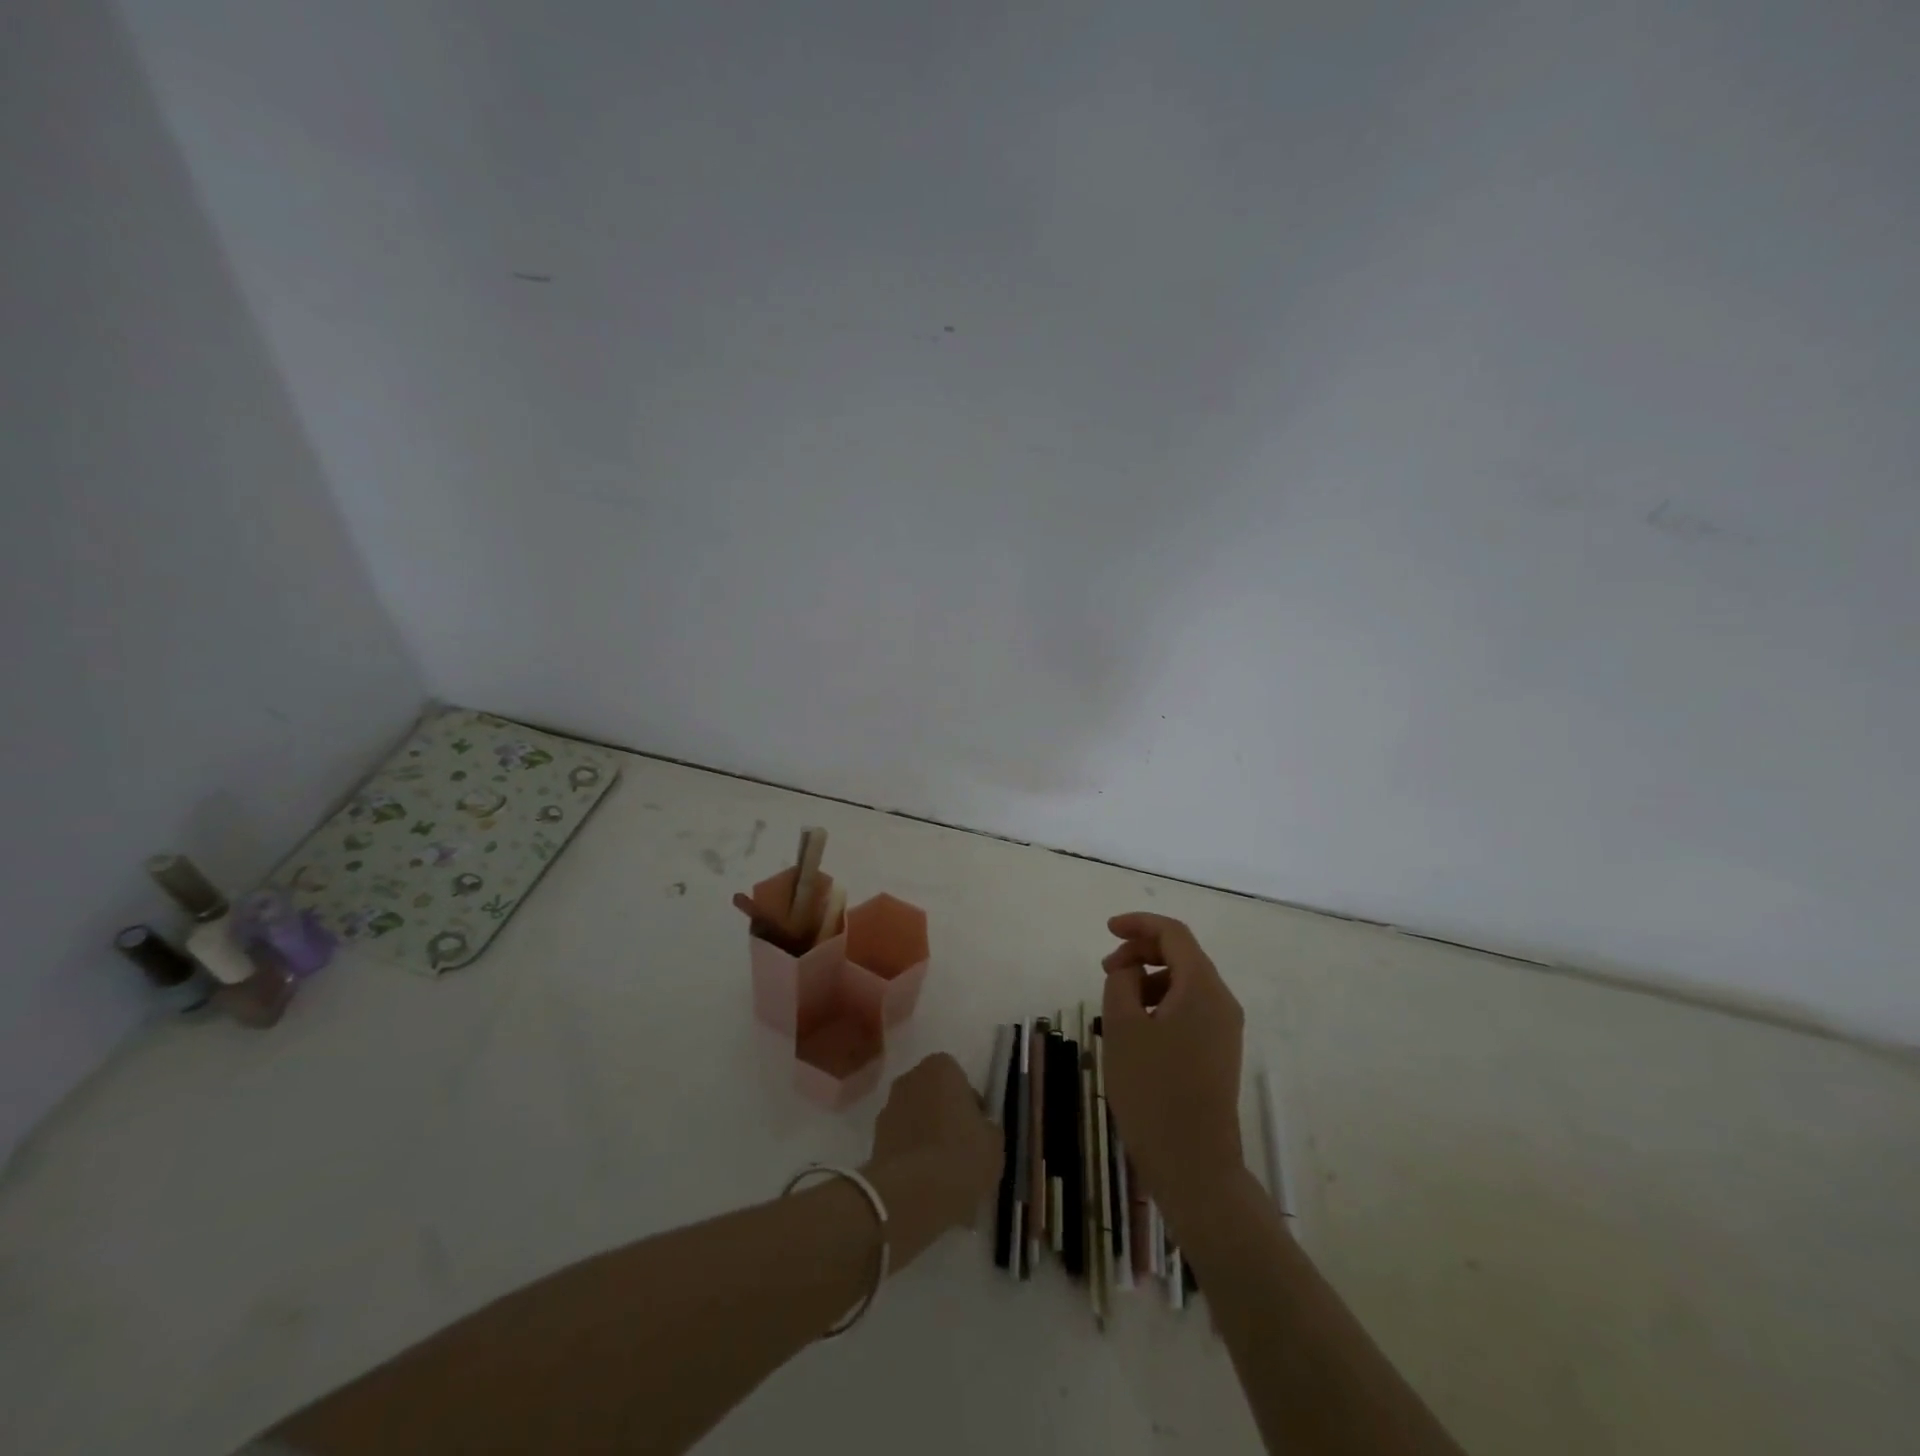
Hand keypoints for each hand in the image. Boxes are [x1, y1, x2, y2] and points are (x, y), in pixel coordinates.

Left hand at [864, 1053, 1002, 1268]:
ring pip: (916, 1120)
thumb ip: (986, 1126)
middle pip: (934, 1096)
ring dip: (926, 1137)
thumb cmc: (961, 1156)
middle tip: (960, 1149)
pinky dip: (911, 1158)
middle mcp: (910, 1078)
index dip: (969, 1105)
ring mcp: (888, 1108)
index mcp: (940, 1067)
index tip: (976, 1130)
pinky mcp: (874, 1140)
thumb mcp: (994, 1142)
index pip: (959, 1078)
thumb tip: (978, 1128)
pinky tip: (925, 1185)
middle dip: (944, 1117)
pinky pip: (901, 1144)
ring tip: (943, 1174)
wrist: (911, 1195)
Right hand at [1101, 913, 1245, 1225]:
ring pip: (1184, 983)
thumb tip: (1130, 969)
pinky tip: (1136, 1028)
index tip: (1107, 930)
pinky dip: (1160, 1003)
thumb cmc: (1152, 1090)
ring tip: (1116, 1003)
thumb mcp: (1123, 1026)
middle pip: (1182, 955)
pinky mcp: (1219, 1052)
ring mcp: (1225, 1029)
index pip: (1173, 934)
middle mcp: (1222, 1001)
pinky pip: (1189, 1008)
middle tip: (1106, 970)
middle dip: (1141, 952)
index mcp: (1202, 987)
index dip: (1139, 924)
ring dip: (1149, 978)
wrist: (1194, 1164)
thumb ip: (1122, 981)